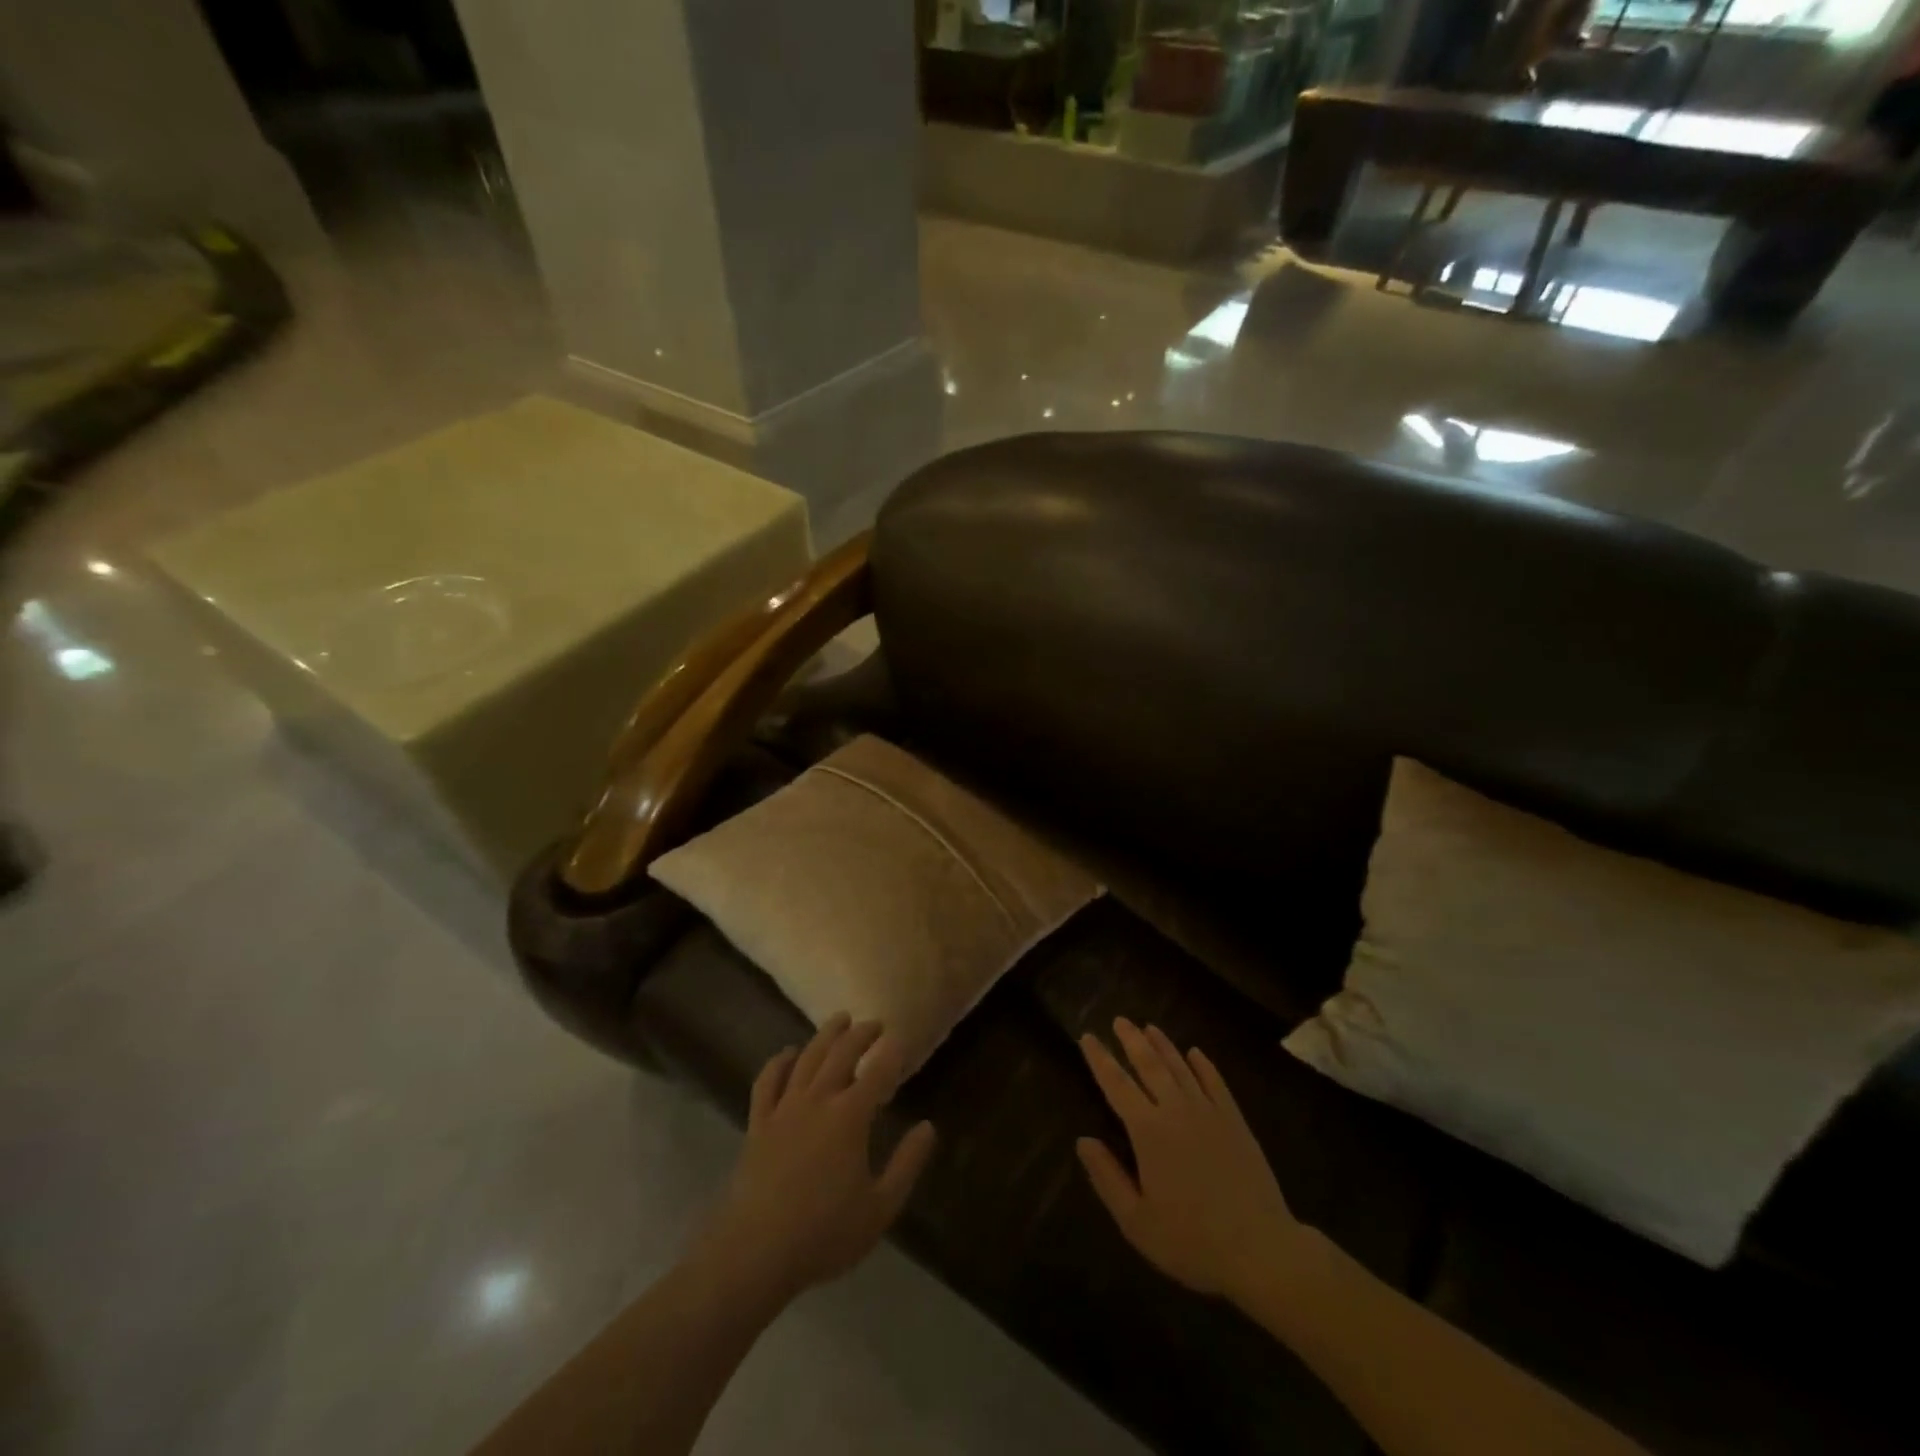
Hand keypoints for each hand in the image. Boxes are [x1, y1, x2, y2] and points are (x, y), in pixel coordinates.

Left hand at [703, 1014, 936, 1301]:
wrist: (755, 1253)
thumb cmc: (824, 1233)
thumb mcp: (880, 1208)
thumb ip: (907, 1164)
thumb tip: (928, 1127)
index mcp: (850, 1116)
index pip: (877, 1072)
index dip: (892, 1053)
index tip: (901, 1040)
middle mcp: (818, 1100)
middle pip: (841, 1054)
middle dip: (861, 1034)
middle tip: (875, 1024)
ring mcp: (784, 1108)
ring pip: (807, 1058)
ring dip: (826, 1035)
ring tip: (840, 1020)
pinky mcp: (758, 1123)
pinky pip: (768, 1081)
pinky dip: (779, 1062)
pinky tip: (788, 1053)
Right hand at [1077, 1018, 1305, 1301]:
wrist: (1261, 1250)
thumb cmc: (1192, 1241)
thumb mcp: (1137, 1222)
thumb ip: (1107, 1178)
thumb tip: (1083, 1141)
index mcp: (1148, 1131)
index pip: (1116, 1084)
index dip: (1100, 1059)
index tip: (1088, 1037)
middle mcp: (1176, 1110)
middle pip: (1149, 1065)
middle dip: (1132, 1040)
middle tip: (1119, 1020)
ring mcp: (1209, 1112)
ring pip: (1181, 1067)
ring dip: (1163, 1045)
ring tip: (1149, 1027)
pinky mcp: (1235, 1122)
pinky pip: (1215, 1083)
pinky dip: (1203, 1065)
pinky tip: (1195, 1053)